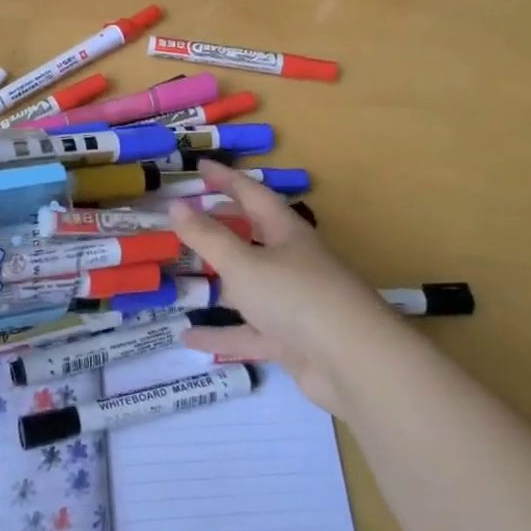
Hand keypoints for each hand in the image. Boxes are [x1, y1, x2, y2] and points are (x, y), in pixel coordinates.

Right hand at [169, 162, 403, 416]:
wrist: (355, 364)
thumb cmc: (296, 297)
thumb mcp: (243, 264)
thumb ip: (208, 237)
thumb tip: (175, 205)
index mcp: (285, 231)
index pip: (251, 194)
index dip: (225, 178)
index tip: (200, 166)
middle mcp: (291, 261)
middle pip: (252, 237)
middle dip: (221, 227)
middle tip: (186, 219)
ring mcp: (293, 303)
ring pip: (249, 286)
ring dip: (219, 282)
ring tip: (183, 277)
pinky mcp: (292, 340)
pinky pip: (249, 332)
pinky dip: (221, 334)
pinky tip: (188, 339)